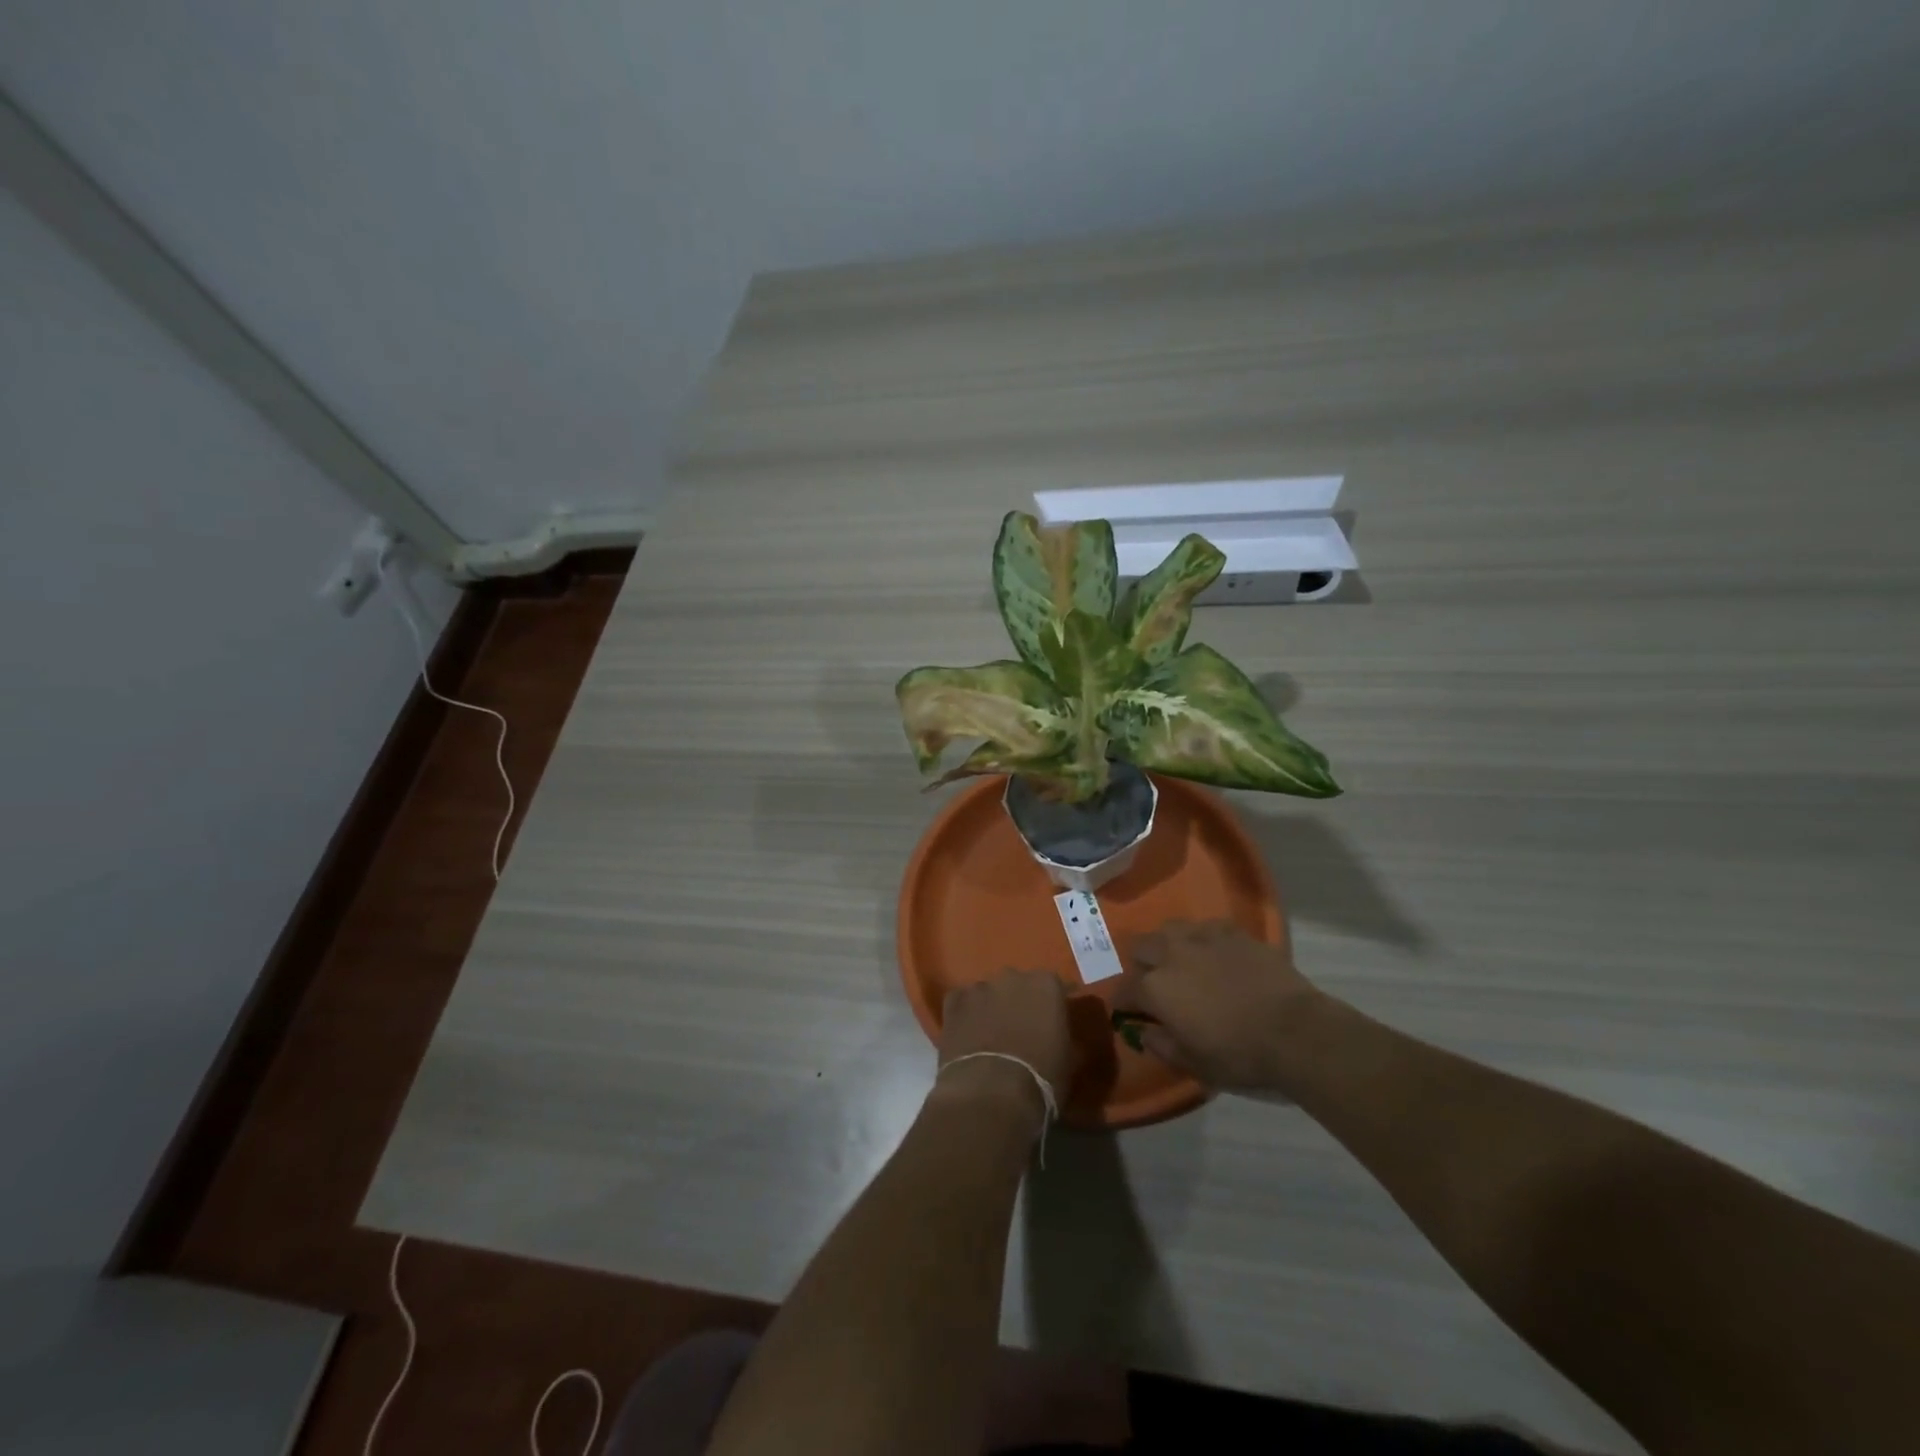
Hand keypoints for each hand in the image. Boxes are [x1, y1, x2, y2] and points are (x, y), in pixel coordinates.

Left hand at [937, 970, 1073, 1115]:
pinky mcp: (953, 1001)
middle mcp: (1013, 976)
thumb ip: (1064, 1037)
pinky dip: (965, 1014)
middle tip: (1021, 1029)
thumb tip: (1062, 1036)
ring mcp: (980, 986)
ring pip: (988, 992)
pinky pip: (962, 1002)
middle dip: (1020, 1002)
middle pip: (1018, 985)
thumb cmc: (1040, 1078)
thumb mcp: (1068, 1060)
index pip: (1054, 986)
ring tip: (991, 1035)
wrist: (990, 1093)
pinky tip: (967, 1034)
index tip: (1054, 1021)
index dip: (1053, 1004)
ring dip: (991, 1007)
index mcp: (1045, 985)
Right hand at [1112, 920, 1324, 1090]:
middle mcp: (1171, 954)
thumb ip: (1161, 1046)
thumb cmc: (1239, 1054)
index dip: (1123, 1002)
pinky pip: (1206, 927)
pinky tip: (1214, 954)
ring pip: (1170, 929)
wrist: (1294, 1031)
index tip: (1128, 1012)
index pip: (1125, 989)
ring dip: (1168, 945)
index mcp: (1155, 988)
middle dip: (1142, 965)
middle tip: (1156, 985)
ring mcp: (1202, 937)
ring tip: (1182, 962)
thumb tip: (1144, 1033)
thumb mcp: (1194, 1064)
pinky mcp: (1232, 932)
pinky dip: (1202, 940)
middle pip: (1141, 948)